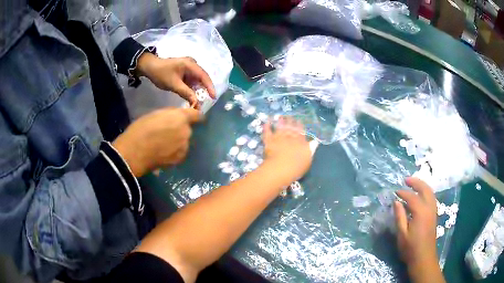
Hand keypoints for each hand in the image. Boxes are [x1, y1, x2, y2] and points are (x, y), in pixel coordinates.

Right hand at [112, 108, 200, 176]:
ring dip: (178, 141)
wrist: (135, 152)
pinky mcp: (179, 159)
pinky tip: (163, 153)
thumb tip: (177, 117)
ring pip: (184, 142)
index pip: (197, 115)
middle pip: (188, 129)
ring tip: (164, 145)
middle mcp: (186, 132)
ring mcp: (184, 147)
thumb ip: (171, 115)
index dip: (195, 116)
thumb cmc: (141, 129)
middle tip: (168, 132)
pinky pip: (180, 152)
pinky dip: (174, 152)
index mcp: (180, 118)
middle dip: (181, 130)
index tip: (194, 117)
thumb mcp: (156, 114)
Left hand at [137, 54, 215, 107]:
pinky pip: (191, 80)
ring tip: (199, 101)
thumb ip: (186, 93)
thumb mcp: (174, 84)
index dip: (210, 87)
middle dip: (204, 90)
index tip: (213, 98)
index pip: (204, 76)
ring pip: (196, 80)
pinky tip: (192, 96)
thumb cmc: (161, 74)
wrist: (149, 67)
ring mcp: (188, 67)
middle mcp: (192, 64)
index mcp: (191, 64)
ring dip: (197, 90)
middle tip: (206, 102)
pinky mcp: (184, 71)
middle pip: (202, 78)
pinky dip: (192, 88)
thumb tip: (196, 103)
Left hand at [262, 117, 312, 187]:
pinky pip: (267, 132)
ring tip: (280, 117)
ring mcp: (279, 138)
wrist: (281, 168)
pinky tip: (267, 122)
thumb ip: (311, 150)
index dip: (300, 126)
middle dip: (290, 121)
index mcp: (300, 142)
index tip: (299, 120)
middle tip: (290, 115)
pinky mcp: (269, 141)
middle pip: (290, 128)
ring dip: (280, 122)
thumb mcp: (308, 159)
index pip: (301, 132)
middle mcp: (290, 137)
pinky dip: (266, 127)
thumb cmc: (297, 167)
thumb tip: (315, 142)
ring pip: (280, 128)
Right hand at [394, 177, 444, 282]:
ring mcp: (433, 211)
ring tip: (413, 184)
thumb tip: (396, 202)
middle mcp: (429, 208)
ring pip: (430, 192)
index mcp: (421, 212)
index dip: (403, 193)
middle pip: (424, 189)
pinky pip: (431, 197)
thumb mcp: (402, 234)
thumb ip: (399, 216)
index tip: (395, 192)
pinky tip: (421, 195)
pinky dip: (426, 192)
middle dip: (416, 182)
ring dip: (422, 185)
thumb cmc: (410, 248)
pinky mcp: (434, 215)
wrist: (423, 258)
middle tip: (406, 180)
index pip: (412, 197)